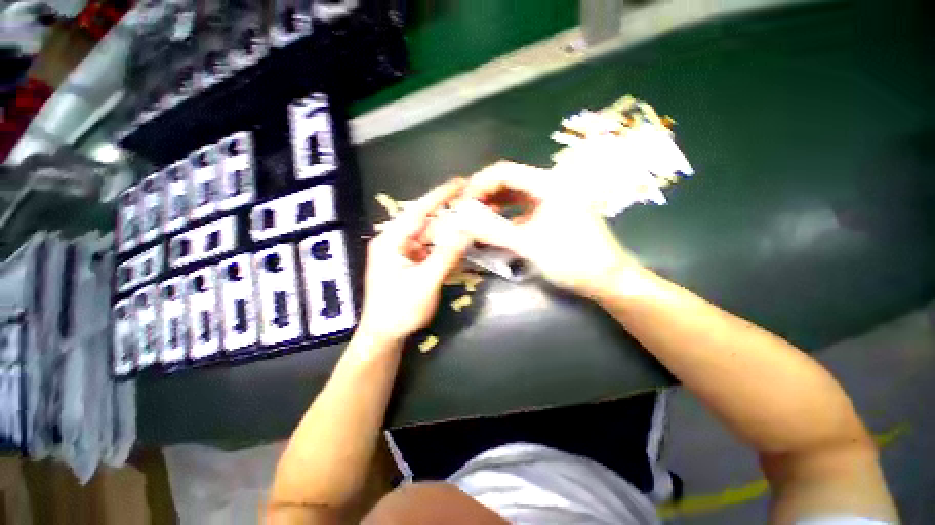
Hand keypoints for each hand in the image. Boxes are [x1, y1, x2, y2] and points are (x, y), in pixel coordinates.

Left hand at [357, 179, 472, 344]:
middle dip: (450, 216)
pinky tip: (460, 247)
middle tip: (474, 209)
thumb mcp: (425, 282)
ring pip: (431, 237)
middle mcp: (396, 241)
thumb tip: (467, 231)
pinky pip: (430, 250)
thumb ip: (447, 255)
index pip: (419, 210)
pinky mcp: (410, 263)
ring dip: (450, 233)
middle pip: (427, 222)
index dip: (441, 195)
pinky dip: (445, 248)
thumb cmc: (399, 310)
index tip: (461, 182)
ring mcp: (403, 253)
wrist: (384, 335)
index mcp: (391, 240)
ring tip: (471, 227)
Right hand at [461, 161, 640, 297]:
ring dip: (493, 206)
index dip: (479, 184)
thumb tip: (461, 221)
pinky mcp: (551, 215)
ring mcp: (551, 201)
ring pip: (514, 197)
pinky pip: (522, 211)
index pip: (504, 172)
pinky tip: (494, 229)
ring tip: (475, 220)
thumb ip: (494, 231)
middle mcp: (549, 186)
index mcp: (548, 184)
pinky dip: (505, 218)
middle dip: (484, 195)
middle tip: (465, 212)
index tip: (461, 203)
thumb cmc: (573, 260)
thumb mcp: (529, 245)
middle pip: (508, 182)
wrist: (608, 280)